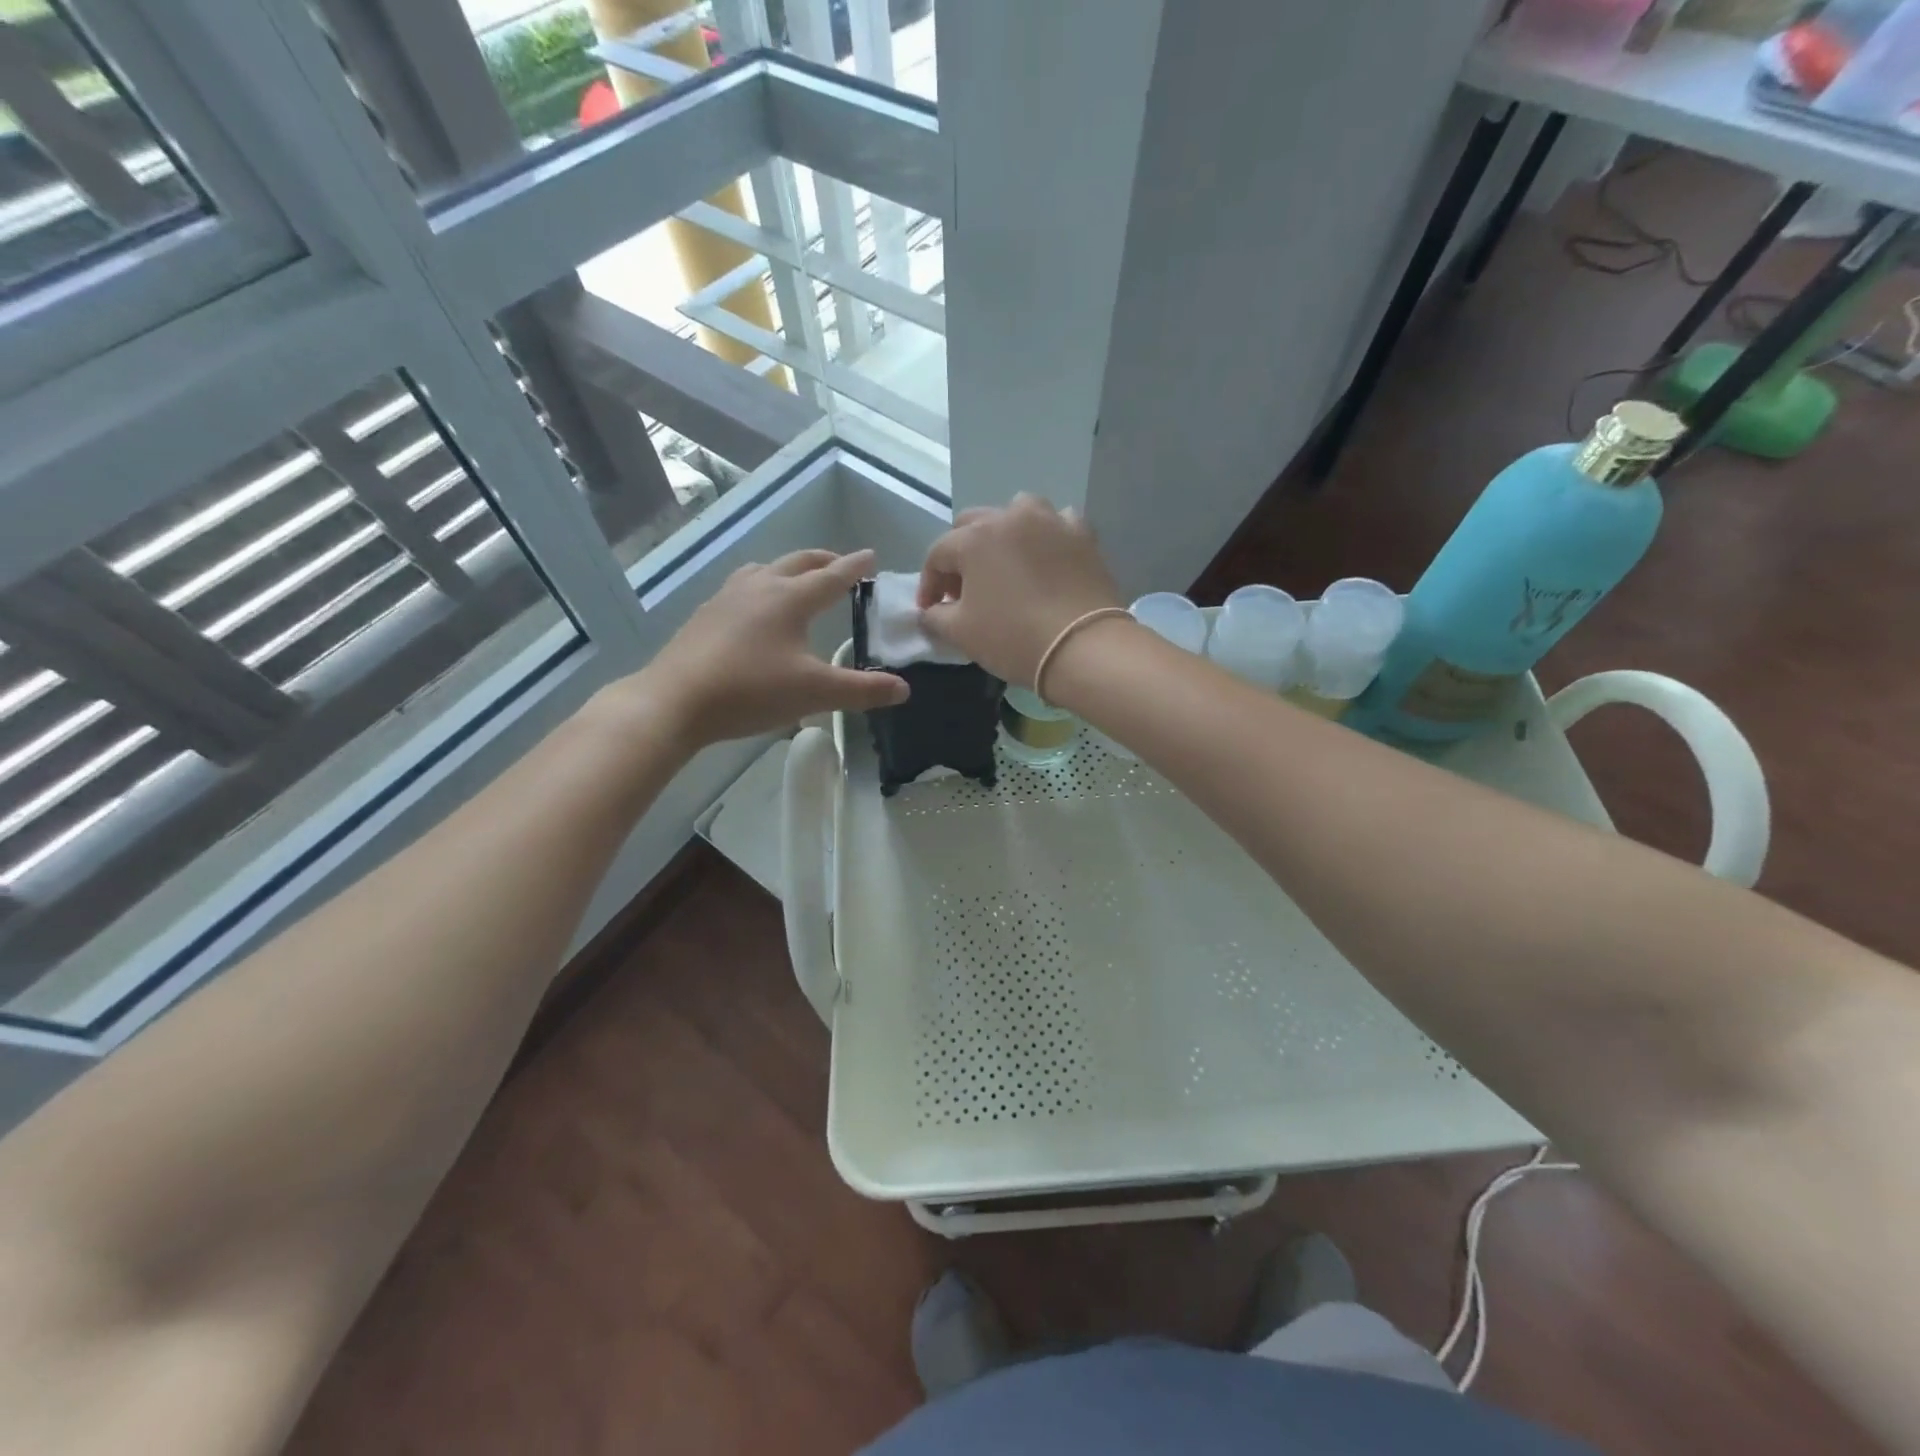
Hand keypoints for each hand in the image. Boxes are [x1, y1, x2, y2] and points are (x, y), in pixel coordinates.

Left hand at [618, 549, 907, 749]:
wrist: (676, 700)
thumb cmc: (751, 691)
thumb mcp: (815, 693)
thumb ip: (863, 690)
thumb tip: (904, 689)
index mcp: (791, 598)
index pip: (832, 576)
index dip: (855, 567)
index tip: (871, 555)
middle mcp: (760, 587)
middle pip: (797, 563)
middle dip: (823, 561)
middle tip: (840, 564)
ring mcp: (727, 597)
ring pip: (765, 570)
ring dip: (788, 569)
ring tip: (798, 580)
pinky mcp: (705, 614)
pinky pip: (742, 587)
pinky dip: (761, 586)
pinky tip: (754, 609)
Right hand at [918, 495, 1123, 687]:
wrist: (1084, 647)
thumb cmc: (1013, 638)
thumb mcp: (961, 633)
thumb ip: (935, 618)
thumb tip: (929, 612)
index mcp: (975, 538)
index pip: (938, 554)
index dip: (929, 584)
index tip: (930, 610)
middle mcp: (1010, 517)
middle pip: (973, 525)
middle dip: (962, 554)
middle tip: (964, 589)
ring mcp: (1051, 521)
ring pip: (1017, 512)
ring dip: (1003, 533)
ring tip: (1006, 565)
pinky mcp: (1083, 535)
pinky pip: (1057, 523)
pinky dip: (1046, 536)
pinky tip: (1046, 558)